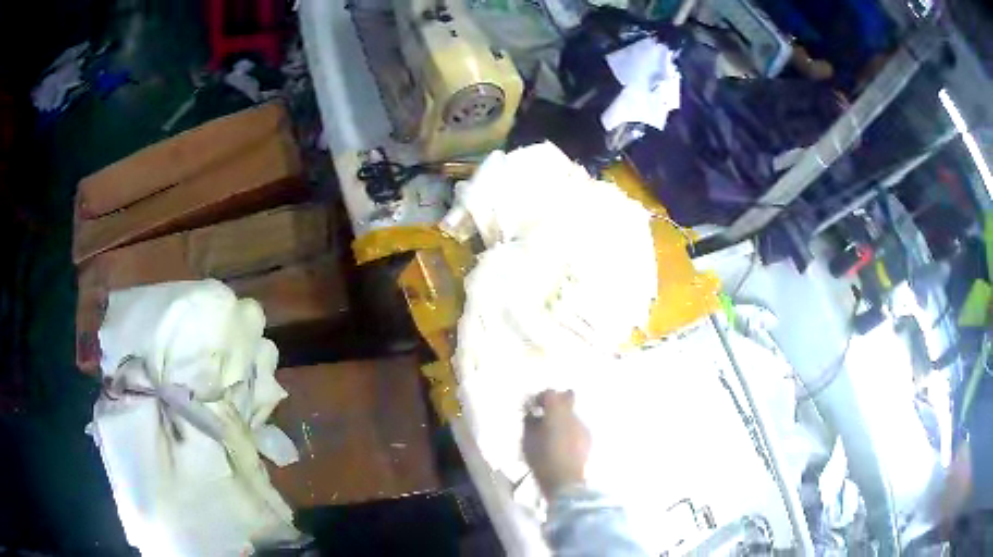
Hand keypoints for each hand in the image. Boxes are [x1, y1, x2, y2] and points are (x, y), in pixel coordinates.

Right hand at [523, 390, 590, 496]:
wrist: (565, 479)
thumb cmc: (541, 458)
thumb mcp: (527, 440)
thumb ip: (529, 422)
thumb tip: (533, 414)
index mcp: (556, 412)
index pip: (550, 392)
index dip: (540, 397)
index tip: (533, 407)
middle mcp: (572, 414)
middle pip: (567, 397)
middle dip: (556, 402)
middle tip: (545, 414)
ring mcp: (583, 426)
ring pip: (572, 413)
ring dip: (562, 418)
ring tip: (552, 432)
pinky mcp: (588, 438)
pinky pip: (577, 427)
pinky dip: (569, 430)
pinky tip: (562, 443)